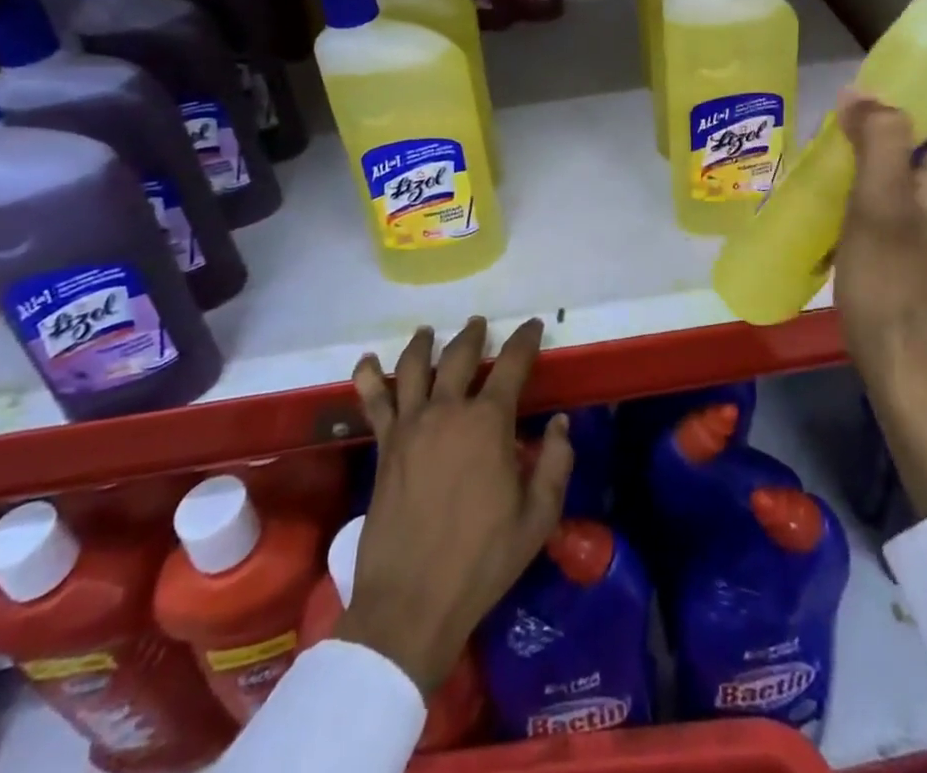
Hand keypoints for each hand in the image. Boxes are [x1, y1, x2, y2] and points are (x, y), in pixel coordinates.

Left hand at [342, 317, 571, 694]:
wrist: (411, 602)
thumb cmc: (482, 561)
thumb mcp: (537, 518)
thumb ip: (554, 463)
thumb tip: (559, 423)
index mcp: (489, 422)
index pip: (512, 364)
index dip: (525, 340)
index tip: (534, 326)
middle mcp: (448, 410)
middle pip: (460, 355)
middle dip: (474, 335)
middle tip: (479, 324)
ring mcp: (410, 425)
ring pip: (414, 367)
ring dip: (423, 343)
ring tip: (427, 331)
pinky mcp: (384, 446)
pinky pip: (373, 401)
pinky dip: (368, 376)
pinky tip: (367, 361)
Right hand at [834, 56, 926, 360]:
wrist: (897, 354)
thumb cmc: (893, 280)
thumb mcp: (881, 206)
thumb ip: (878, 144)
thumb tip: (865, 93)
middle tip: (919, 41)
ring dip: (917, 104)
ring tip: (874, 81)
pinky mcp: (903, 220)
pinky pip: (901, 161)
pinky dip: (884, 138)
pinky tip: (847, 141)